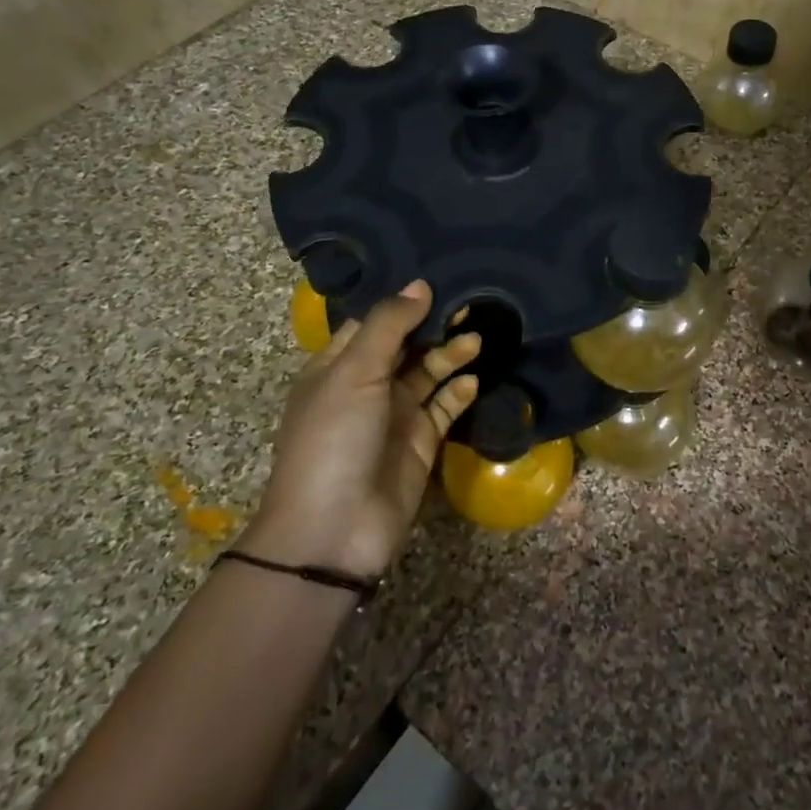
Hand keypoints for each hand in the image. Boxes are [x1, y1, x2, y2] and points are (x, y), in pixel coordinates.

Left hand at [244, 281, 479, 577]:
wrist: (335, 528)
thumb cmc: (333, 438)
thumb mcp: (353, 372)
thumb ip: (389, 325)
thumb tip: (420, 284)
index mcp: (338, 365)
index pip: (374, 322)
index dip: (404, 302)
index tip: (440, 280)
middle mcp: (367, 385)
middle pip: (407, 344)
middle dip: (435, 325)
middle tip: (471, 305)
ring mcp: (396, 414)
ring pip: (429, 373)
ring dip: (451, 355)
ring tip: (477, 340)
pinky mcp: (421, 441)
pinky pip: (444, 407)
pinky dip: (459, 392)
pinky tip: (473, 381)